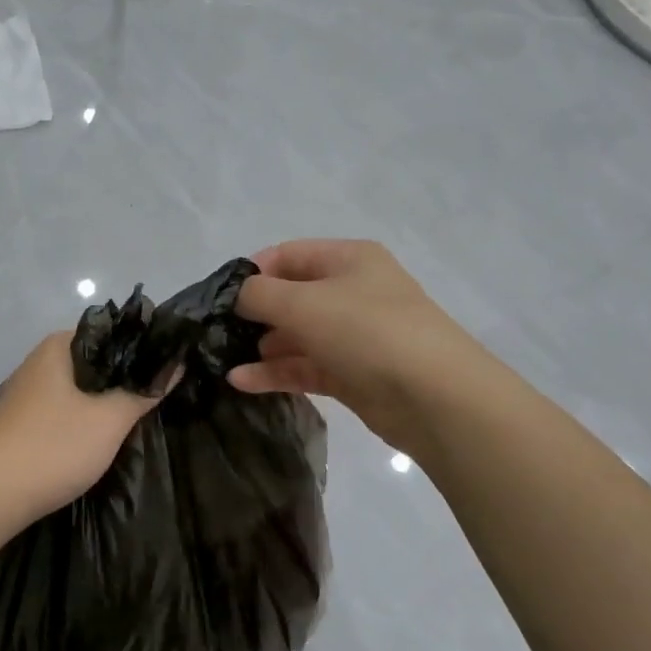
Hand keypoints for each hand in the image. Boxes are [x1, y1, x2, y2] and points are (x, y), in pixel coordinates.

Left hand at [0, 332, 167, 532]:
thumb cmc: (51, 448)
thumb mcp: (109, 420)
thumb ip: (144, 391)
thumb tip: (177, 363)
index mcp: (61, 346)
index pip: (115, 331)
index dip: (147, 347)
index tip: (178, 366)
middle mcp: (43, 361)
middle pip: (99, 361)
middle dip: (130, 378)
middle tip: (167, 396)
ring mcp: (31, 393)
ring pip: (84, 389)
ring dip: (109, 402)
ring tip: (144, 418)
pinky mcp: (25, 423)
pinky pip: (68, 412)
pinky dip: (89, 421)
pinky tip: (106, 438)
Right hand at [227, 239, 490, 455]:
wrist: (433, 396)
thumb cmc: (366, 331)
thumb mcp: (303, 302)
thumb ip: (260, 294)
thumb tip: (239, 296)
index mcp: (348, 259)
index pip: (288, 255)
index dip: (253, 272)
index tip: (220, 298)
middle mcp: (352, 291)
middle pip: (291, 296)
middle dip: (254, 314)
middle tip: (216, 333)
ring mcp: (353, 335)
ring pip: (297, 336)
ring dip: (261, 347)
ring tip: (222, 360)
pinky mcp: (352, 374)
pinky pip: (305, 366)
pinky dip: (276, 372)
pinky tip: (241, 382)